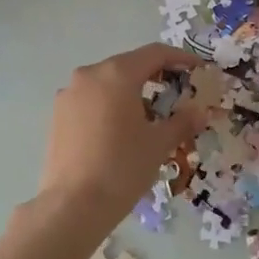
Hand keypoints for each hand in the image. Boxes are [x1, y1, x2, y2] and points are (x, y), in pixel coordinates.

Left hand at [35, 43, 209, 231]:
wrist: (73, 205)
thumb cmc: (123, 167)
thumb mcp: (159, 143)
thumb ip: (182, 121)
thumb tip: (200, 111)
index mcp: (116, 74)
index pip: (154, 53)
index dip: (180, 58)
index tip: (198, 69)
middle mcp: (89, 75)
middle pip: (129, 65)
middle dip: (155, 76)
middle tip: (177, 93)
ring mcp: (69, 94)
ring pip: (108, 83)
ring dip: (131, 91)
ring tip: (150, 115)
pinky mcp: (58, 115)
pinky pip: (91, 99)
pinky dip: (110, 105)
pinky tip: (121, 129)